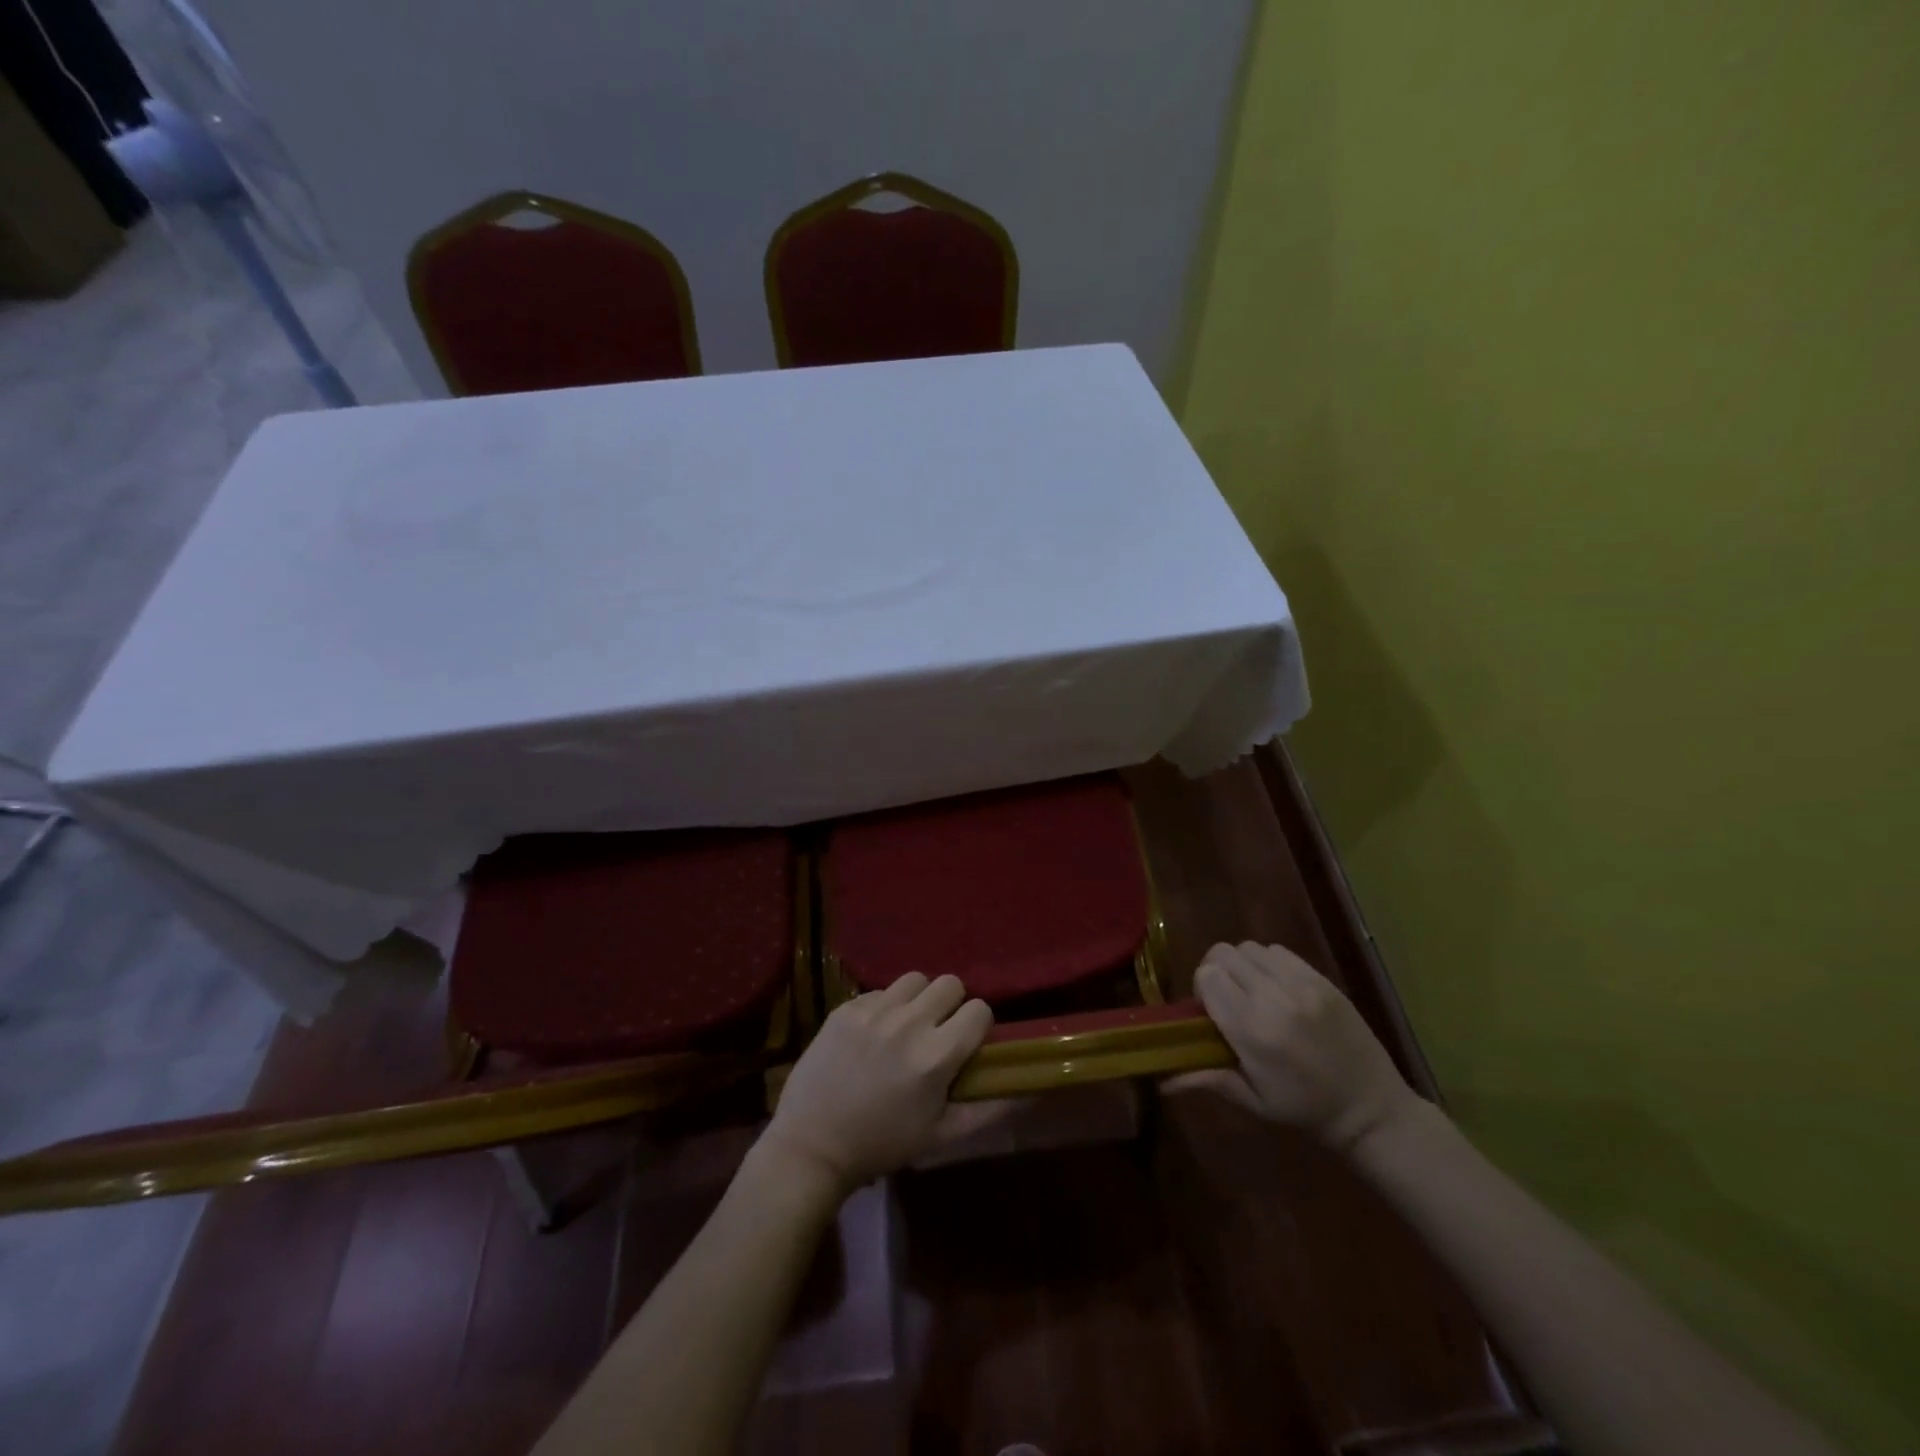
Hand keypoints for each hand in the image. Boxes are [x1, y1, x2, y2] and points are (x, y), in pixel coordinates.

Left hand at [760, 973, 993, 1195]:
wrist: (812, 1145)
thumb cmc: (882, 1145)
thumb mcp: (942, 1136)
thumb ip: (990, 1110)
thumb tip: (1032, 1091)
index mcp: (936, 1056)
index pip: (979, 1009)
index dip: (977, 1026)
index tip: (966, 1043)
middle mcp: (908, 1023)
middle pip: (950, 983)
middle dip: (951, 1006)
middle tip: (937, 1032)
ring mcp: (874, 1011)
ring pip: (915, 979)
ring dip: (918, 999)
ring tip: (906, 1026)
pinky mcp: (846, 1007)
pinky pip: (880, 990)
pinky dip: (885, 1006)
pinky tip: (873, 1034)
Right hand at [1170, 941, 1418, 1151]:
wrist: (1372, 1110)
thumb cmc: (1305, 1111)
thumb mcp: (1252, 1101)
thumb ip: (1205, 1079)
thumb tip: (1159, 1079)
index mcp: (1252, 1031)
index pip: (1206, 977)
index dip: (1201, 989)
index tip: (1209, 1011)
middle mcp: (1274, 999)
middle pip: (1223, 954)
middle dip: (1216, 972)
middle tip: (1227, 999)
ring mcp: (1302, 985)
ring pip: (1249, 948)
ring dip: (1242, 965)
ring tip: (1252, 992)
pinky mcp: (1322, 979)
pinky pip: (1279, 951)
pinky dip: (1268, 963)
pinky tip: (1277, 988)